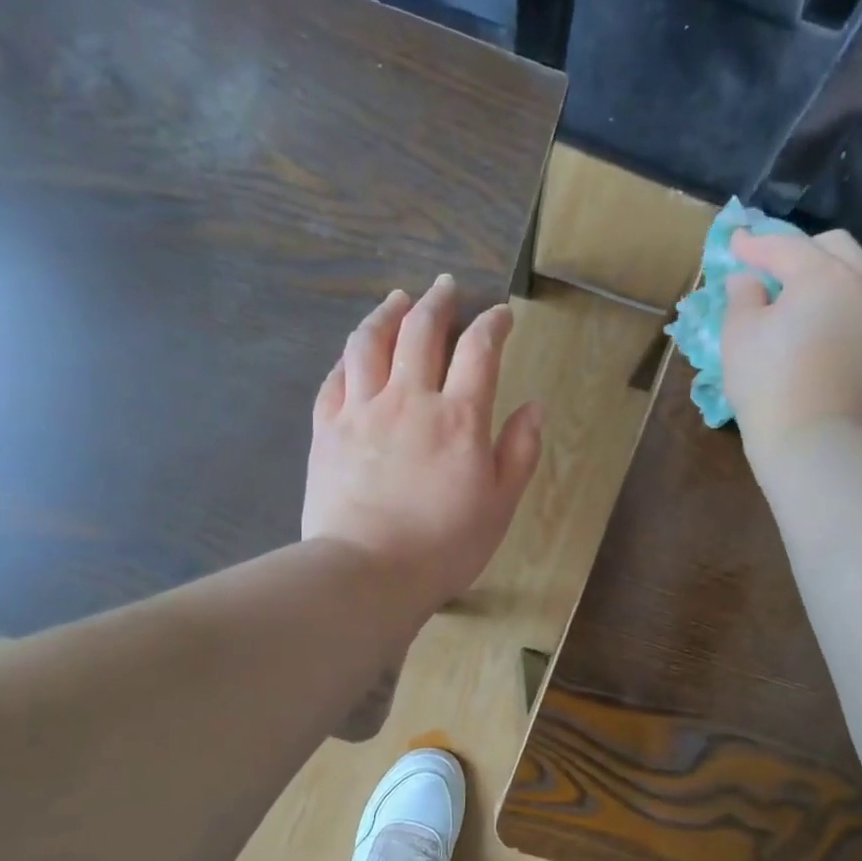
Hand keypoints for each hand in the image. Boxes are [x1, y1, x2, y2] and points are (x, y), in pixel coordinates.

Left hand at [303, 275, 543, 615]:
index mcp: (457, 418)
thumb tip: (534, 407)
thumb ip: (520, 452)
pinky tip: (355, 352)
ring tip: (398, 299)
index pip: (478, 350)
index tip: (501, 314)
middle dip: (438, 302)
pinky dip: (349, 356)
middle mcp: (408, 400)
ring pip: (370, 343)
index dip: (492, 324)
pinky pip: (335, 378)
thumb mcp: (500, 505)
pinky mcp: (327, 429)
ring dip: (387, 314)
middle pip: (421, 331)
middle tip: (447, 287)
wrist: (367, 573)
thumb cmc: (444, 546)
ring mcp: (361, 411)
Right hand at [721, 228, 861, 457]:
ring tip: (794, 294)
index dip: (755, 244)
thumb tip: (748, 279)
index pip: (785, 247)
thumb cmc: (767, 383)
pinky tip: (815, 321)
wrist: (812, 440)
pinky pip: (860, 306)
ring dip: (824, 273)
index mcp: (822, 275)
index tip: (734, 243)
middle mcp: (860, 285)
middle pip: (834, 247)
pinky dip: (837, 301)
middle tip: (769, 266)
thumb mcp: (739, 334)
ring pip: (854, 275)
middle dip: (800, 248)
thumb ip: (743, 296)